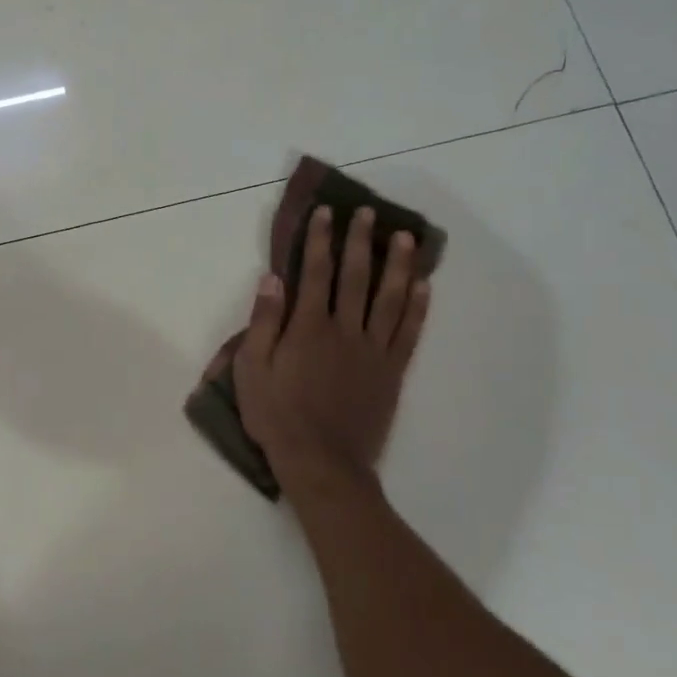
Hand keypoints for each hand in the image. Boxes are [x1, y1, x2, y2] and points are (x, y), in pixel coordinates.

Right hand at [233, 206, 430, 487]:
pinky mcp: (392, 373)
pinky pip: (409, 333)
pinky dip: (418, 308)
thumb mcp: (252, 369)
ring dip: (398, 265)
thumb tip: (272, 279)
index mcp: (308, 327)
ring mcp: (374, 351)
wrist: (321, 463)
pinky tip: (424, 286)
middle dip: (361, 241)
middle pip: (356, 277)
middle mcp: (345, 330)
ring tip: (405, 238)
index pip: (316, 273)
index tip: (326, 213)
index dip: (321, 240)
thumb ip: (263, 322)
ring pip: (390, 299)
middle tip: (368, 213)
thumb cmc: (277, 416)